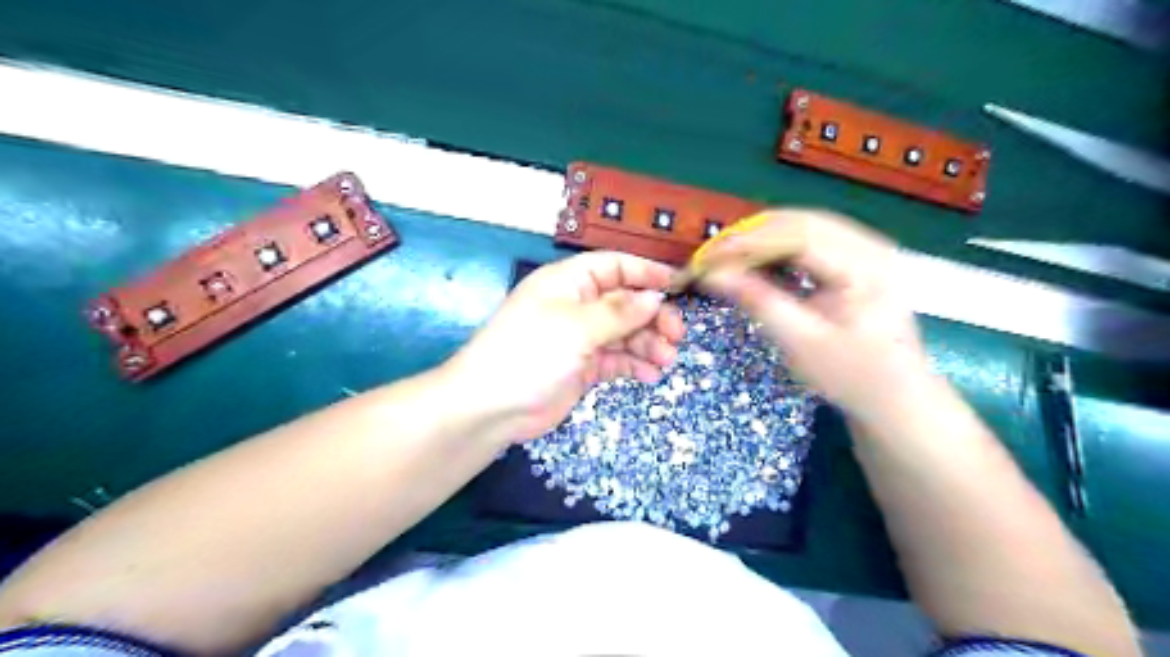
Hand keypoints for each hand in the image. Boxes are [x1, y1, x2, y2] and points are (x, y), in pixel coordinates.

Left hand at [450, 252, 686, 441]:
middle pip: (625, 302)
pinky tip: (649, 375)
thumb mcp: (577, 327)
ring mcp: (580, 338)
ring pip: (624, 333)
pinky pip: (615, 359)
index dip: (645, 273)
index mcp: (569, 282)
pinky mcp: (582, 367)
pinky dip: (634, 365)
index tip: (677, 286)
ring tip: (666, 360)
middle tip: (676, 336)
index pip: (614, 266)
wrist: (491, 408)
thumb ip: (619, 311)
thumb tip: (655, 297)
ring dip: (647, 344)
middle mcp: (576, 306)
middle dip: (652, 317)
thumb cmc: (530, 353)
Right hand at [692, 211, 933, 421]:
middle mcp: (871, 246)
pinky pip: (812, 239)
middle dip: (752, 236)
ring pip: (804, 226)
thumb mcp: (800, 342)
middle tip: (713, 256)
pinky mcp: (860, 258)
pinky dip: (780, 247)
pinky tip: (758, 262)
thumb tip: (713, 274)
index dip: (747, 243)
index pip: (797, 237)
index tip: (708, 258)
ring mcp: (868, 249)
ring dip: (763, 239)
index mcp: (864, 267)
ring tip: (728, 258)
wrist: (895, 395)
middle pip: (800, 223)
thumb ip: (758, 301)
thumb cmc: (851, 375)